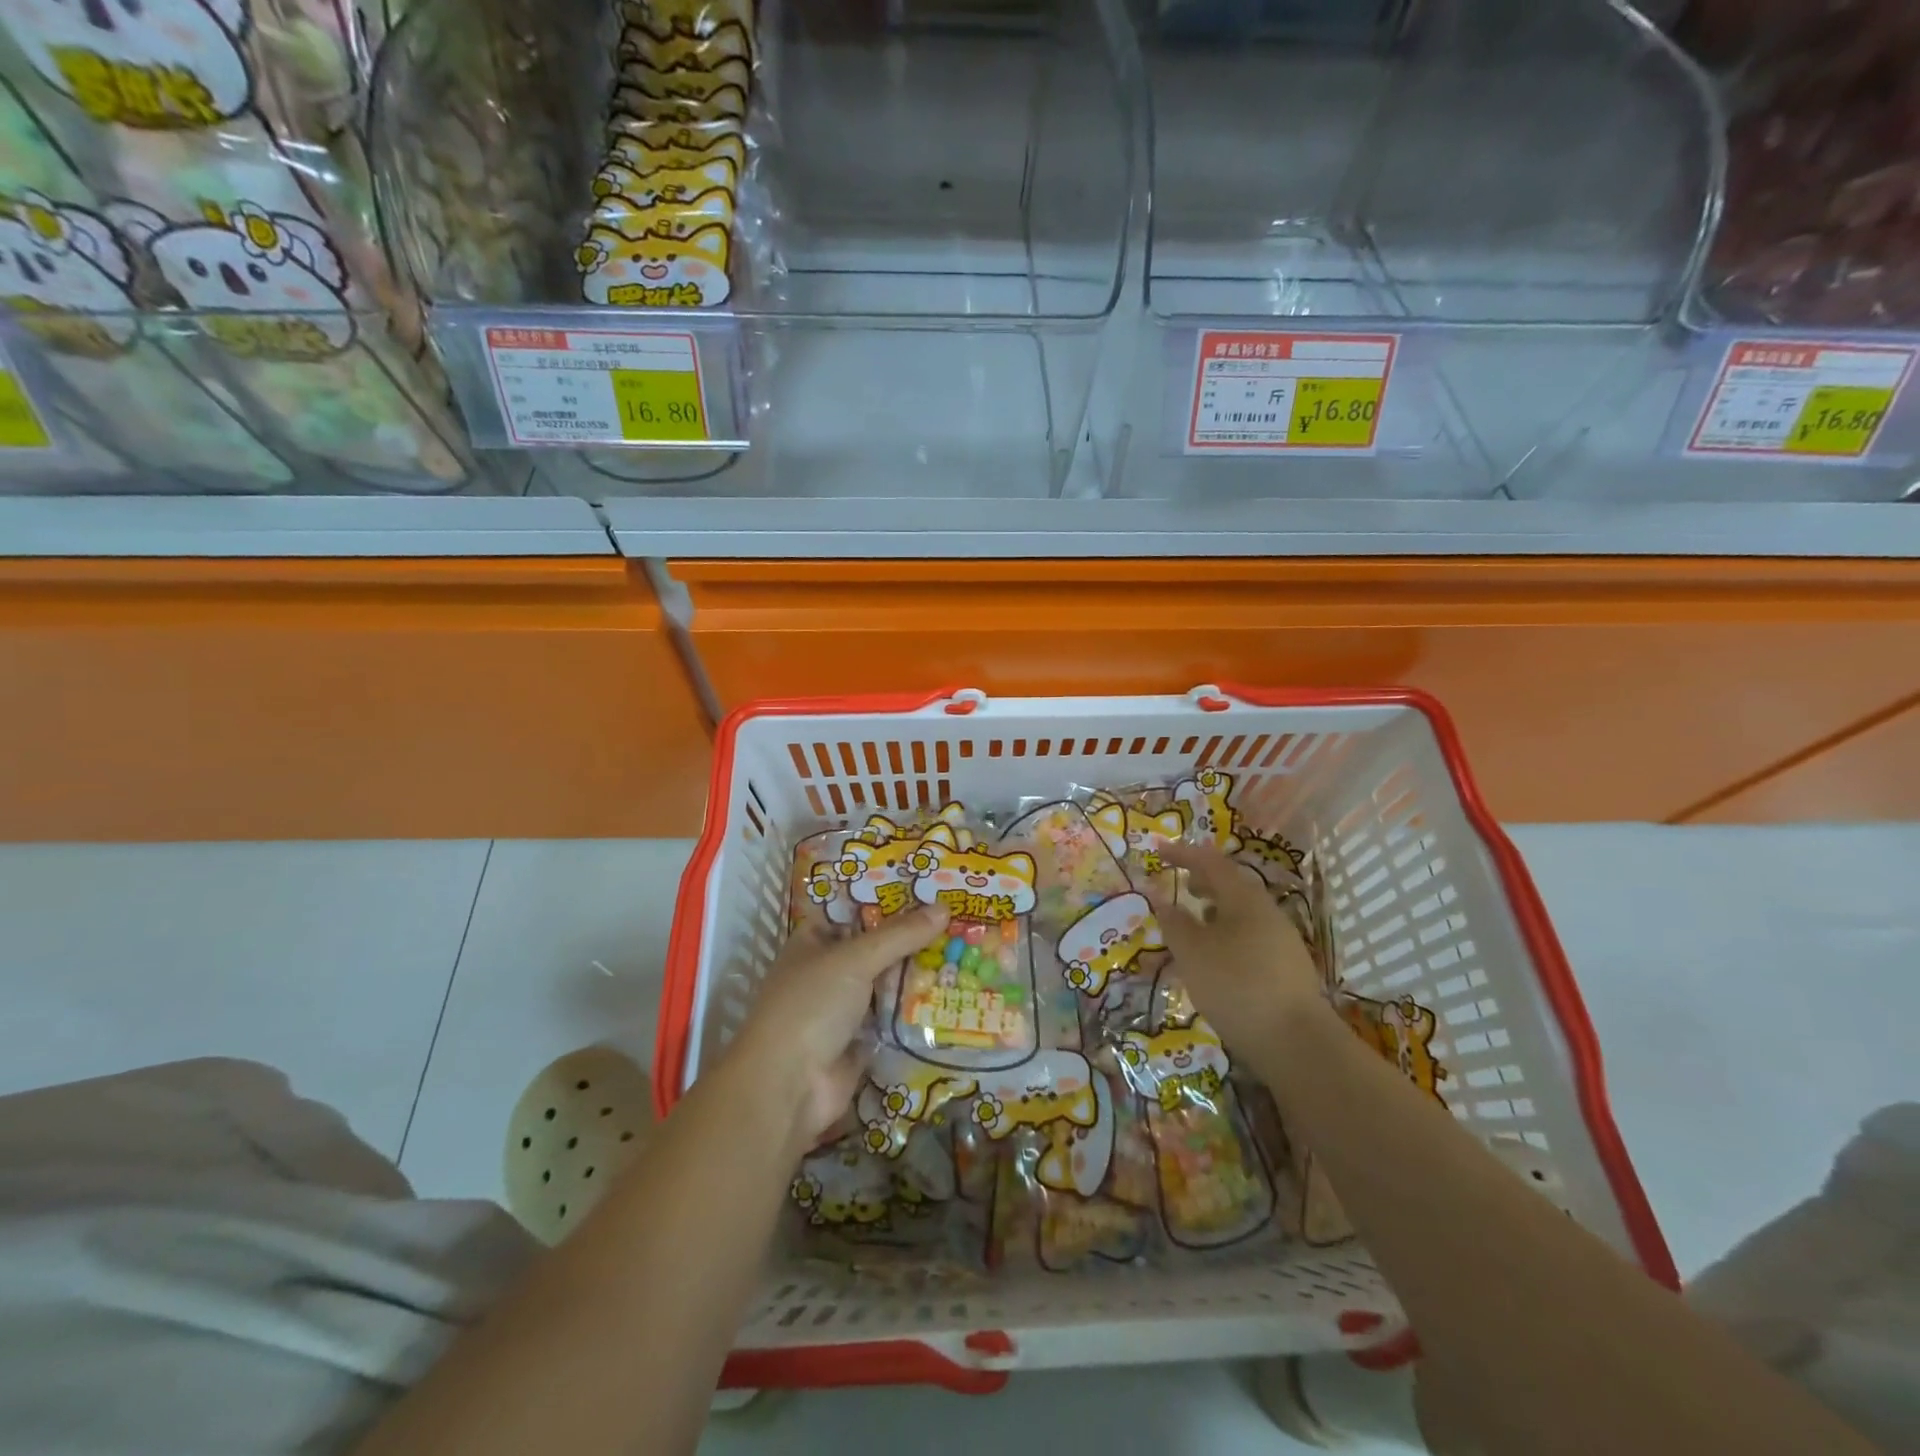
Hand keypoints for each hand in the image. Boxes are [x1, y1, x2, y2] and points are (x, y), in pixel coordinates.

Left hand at [727, 906, 949, 1148]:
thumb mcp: (854, 960)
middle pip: (875, 947)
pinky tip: (954, 994)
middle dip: (911, 937)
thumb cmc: (811, 1006)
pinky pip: (894, 1017)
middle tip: (957, 920)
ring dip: (918, 973)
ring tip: (965, 951)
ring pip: (887, 982)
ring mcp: (844, 1008)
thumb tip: (945, 908)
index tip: (928, 889)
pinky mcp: (861, 1040)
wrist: (788, 1087)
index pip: (853, 911)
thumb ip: (899, 935)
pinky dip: (917, 1009)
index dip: (887, 900)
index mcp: (813, 941)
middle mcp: (828, 971)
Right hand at [1148, 842, 1330, 1046]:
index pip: (1211, 862)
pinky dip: (1227, 933)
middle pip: (1232, 885)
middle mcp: (1267, 912)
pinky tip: (1216, 958)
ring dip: (1215, 909)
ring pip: (1242, 912)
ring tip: (1194, 922)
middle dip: (1204, 880)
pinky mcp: (1286, 968)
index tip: (1158, 851)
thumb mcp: (1192, 952)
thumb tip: (1161, 898)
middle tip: (1180, 883)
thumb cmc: (1236, 986)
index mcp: (1245, 899)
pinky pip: (1250, 936)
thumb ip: (1174, 922)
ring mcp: (1282, 940)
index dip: (1183, 853)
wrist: (1296, 1043)